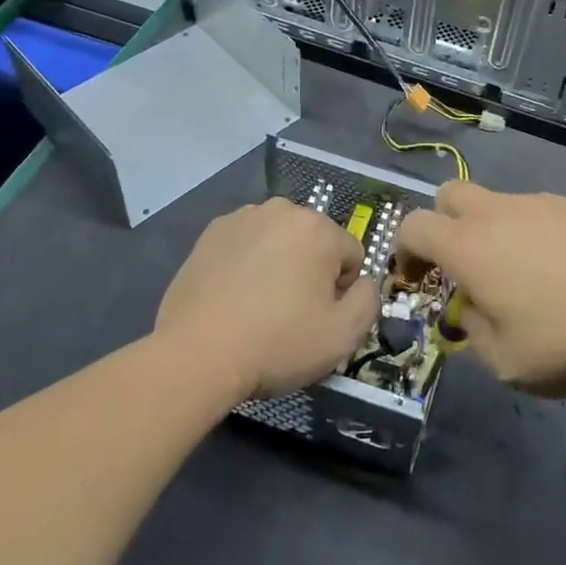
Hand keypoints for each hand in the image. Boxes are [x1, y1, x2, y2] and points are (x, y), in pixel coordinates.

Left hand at [157, 200, 378, 401]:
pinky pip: (246, 246)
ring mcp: (242, 218)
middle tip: (290, 315)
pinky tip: (233, 298)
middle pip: (314, 243)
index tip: (319, 319)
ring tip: (258, 308)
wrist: (197, 354)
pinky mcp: (210, 234)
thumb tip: (362, 283)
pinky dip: (246, 265)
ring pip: (278, 242)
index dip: (341, 292)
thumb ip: (368, 300)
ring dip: (278, 265)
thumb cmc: (278, 342)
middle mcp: (282, 210)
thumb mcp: (344, 335)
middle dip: (310, 273)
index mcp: (319, 227)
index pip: (351, 256)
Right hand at [395, 183, 565, 396]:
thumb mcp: (507, 362)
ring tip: (521, 277)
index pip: (414, 225)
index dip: (404, 249)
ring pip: (496, 202)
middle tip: (460, 266)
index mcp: (470, 246)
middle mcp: (498, 213)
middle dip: (442, 224)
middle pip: (449, 194)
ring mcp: (540, 203)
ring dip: (490, 230)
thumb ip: (473, 333)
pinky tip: (562, 270)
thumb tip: (470, 309)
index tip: (415, 277)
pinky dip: (530, 232)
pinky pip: (535, 210)